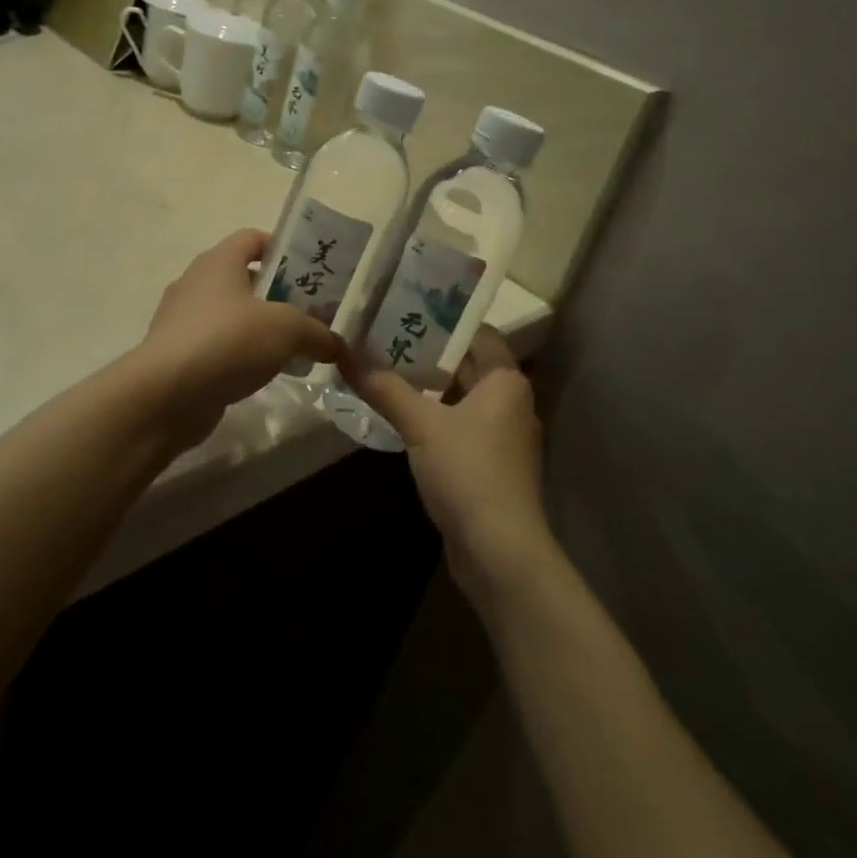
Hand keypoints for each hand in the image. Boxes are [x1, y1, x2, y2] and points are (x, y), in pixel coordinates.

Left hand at [132, 229, 342, 450]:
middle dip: (279, 295)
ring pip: (231, 315)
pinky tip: (262, 374)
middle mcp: (196, 283)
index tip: (309, 272)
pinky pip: (217, 346)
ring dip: (260, 328)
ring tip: (292, 349)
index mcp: (219, 261)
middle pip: (244, 278)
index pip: (253, 238)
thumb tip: (335, 345)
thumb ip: (317, 333)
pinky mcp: (178, 355)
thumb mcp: (287, 330)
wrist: (165, 395)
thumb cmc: (228, 341)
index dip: (283, 249)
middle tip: (311, 315)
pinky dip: (240, 355)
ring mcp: (182, 320)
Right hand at [344, 328, 552, 600]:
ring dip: (429, 386)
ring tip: (385, 368)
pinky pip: (461, 426)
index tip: (407, 308)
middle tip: (385, 335)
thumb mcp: (421, 424)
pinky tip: (402, 414)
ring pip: (463, 397)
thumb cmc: (468, 471)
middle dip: (429, 352)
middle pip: (469, 364)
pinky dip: (436, 416)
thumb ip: (385, 389)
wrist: (499, 549)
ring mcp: (503, 435)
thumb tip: (345, 356)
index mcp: (506, 380)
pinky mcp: (492, 464)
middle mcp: (511, 401)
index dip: (445, 319)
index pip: (478, 333)